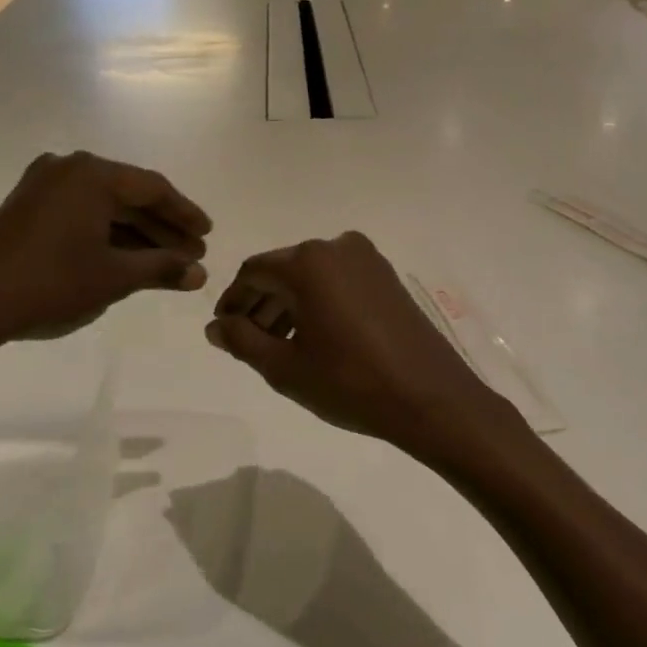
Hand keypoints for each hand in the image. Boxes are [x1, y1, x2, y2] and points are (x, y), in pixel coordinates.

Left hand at [0, 152, 211, 352]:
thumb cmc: (51, 283)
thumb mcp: (114, 277)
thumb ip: (162, 268)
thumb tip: (200, 274)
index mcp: (92, 175)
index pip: (153, 188)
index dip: (185, 214)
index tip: (207, 235)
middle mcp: (68, 169)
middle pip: (129, 195)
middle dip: (163, 228)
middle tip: (192, 255)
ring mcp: (43, 186)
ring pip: (104, 206)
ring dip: (137, 233)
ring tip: (166, 262)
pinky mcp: (27, 207)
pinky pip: (81, 212)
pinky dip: (107, 234)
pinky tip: (127, 257)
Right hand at [205, 232, 520, 457]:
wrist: (431, 398)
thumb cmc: (349, 382)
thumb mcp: (284, 367)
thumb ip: (242, 340)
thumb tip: (215, 326)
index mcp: (308, 262)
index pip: (253, 272)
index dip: (232, 301)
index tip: (223, 330)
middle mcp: (337, 247)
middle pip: (283, 270)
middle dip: (260, 304)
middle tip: (246, 342)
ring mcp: (368, 260)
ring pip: (312, 277)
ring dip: (289, 305)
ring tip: (278, 345)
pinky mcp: (387, 277)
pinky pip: (338, 282)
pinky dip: (318, 303)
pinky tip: (314, 337)